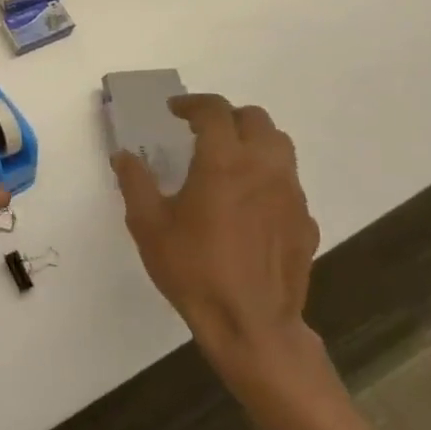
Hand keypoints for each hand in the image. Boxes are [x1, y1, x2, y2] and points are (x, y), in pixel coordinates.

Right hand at [112, 94, 321, 391]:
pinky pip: (289, 183)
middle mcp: (264, 168)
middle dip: (227, 116)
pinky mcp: (305, 221)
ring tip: (229, 159)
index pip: (214, 111)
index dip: (192, 104)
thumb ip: (135, 183)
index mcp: (224, 162)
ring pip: (280, 146)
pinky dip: (268, 177)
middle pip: (255, 119)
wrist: (251, 325)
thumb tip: (124, 156)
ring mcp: (291, 194)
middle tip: (202, 131)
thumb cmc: (194, 270)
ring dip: (253, 140)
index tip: (174, 111)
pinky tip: (249, 203)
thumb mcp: (148, 225)